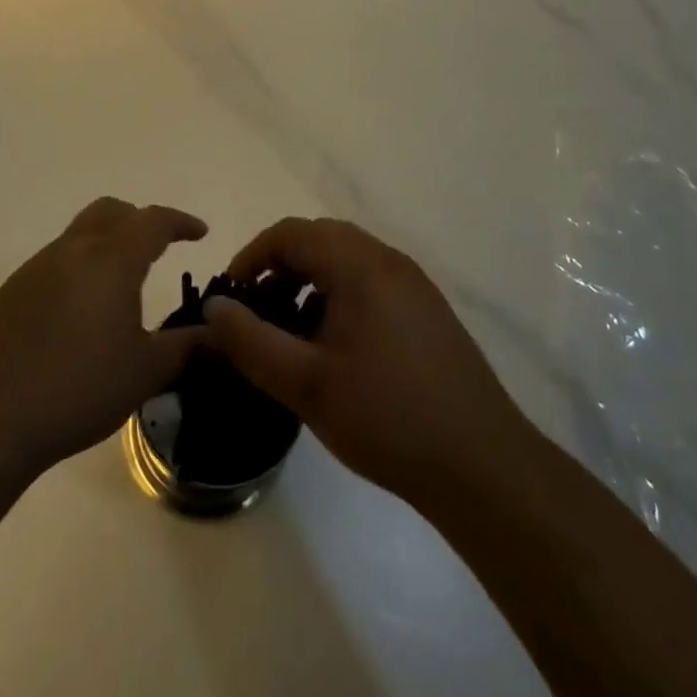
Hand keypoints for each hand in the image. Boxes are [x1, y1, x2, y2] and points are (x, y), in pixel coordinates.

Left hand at [0, 198, 207, 479]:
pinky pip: (54, 262)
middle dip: (139, 221)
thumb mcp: (145, 371)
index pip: (153, 221)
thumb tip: (222, 335)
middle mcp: (73, 250)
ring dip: (106, 243)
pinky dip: (77, 269)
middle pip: (112, 211)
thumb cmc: (78, 388)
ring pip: (79, 233)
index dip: (180, 222)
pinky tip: (77, 314)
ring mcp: (36, 268)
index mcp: (112, 260)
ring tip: (119, 285)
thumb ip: (188, 348)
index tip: (199, 233)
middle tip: (158, 248)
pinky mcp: (10, 291)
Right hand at [202, 218, 534, 512]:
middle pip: (320, 239)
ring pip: (347, 260)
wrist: (482, 463)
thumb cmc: (386, 417)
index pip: (292, 233)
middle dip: (280, 267)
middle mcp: (388, 260)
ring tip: (291, 331)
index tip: (231, 295)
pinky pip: (371, 281)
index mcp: (359, 265)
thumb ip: (251, 342)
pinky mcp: (427, 309)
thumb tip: (214, 308)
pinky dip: (339, 295)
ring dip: (310, 281)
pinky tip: (334, 346)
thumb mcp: (305, 384)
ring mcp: (413, 284)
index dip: (253, 255)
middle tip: (257, 311)